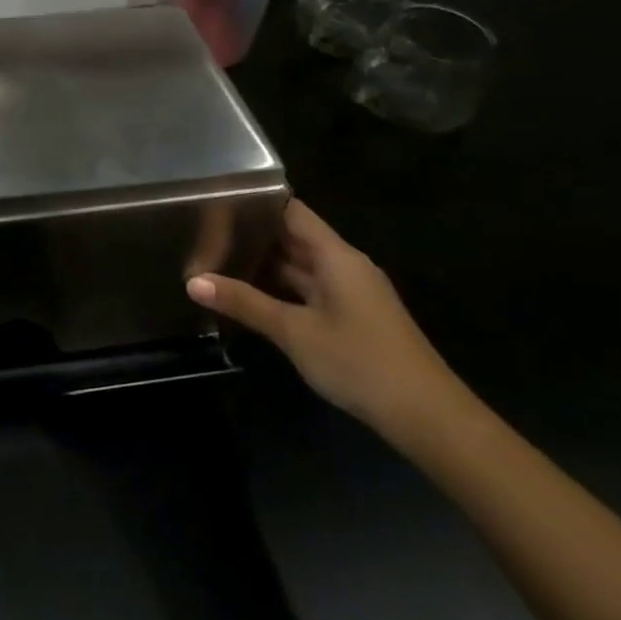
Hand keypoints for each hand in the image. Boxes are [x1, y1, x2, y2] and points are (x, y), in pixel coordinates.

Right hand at [187, 199, 466, 443]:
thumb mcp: (294, 331)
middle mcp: (344, 266)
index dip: (256, 204)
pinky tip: (250, 297)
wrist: (428, 417)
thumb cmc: (359, 361)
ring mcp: (350, 293)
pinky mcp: (352, 318)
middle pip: (294, 238)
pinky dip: (280, 290)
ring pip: (300, 268)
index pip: (291, 212)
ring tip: (216, 261)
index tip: (216, 202)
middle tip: (204, 234)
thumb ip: (244, 302)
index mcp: (336, 256)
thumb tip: (193, 281)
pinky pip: (309, 291)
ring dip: (264, 266)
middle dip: (252, 236)